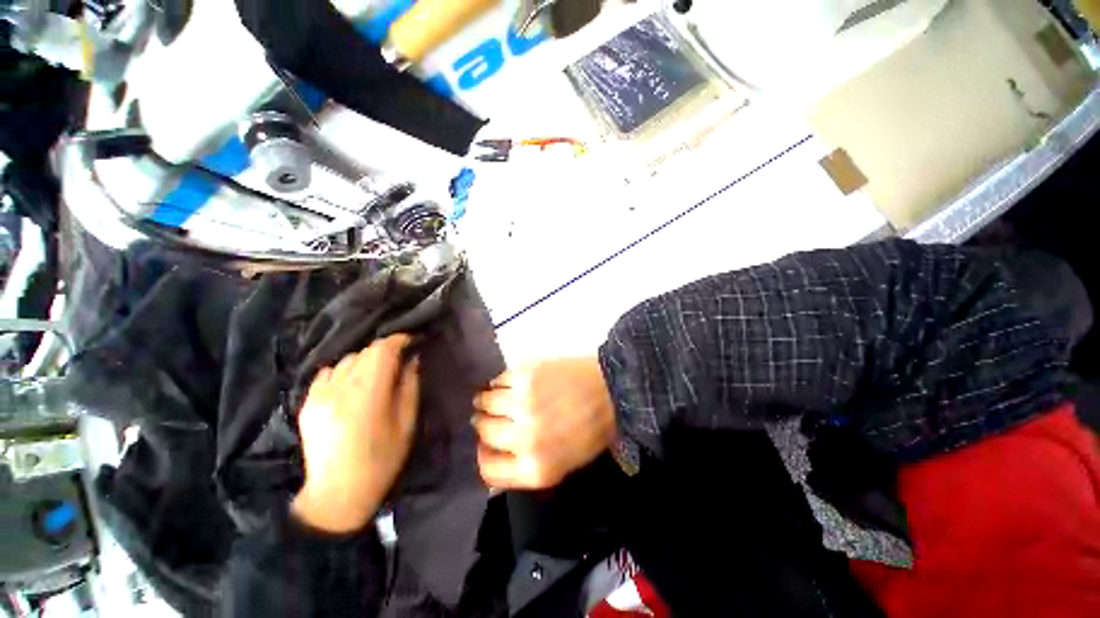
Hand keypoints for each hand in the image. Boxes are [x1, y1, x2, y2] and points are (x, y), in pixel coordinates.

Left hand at [291, 334, 419, 532]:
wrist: (337, 494)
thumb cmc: (382, 460)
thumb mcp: (406, 423)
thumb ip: (409, 386)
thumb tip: (412, 360)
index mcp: (367, 395)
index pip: (382, 350)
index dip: (398, 340)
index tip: (411, 342)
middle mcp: (339, 389)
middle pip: (365, 352)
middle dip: (385, 352)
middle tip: (399, 363)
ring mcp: (319, 395)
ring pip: (346, 360)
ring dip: (365, 362)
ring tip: (375, 377)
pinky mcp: (307, 403)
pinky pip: (328, 373)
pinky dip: (344, 372)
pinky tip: (351, 386)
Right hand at [473, 358, 614, 488]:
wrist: (612, 390)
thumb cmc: (592, 429)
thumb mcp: (564, 463)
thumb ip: (528, 466)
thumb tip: (496, 455)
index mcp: (536, 469)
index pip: (488, 470)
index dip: (484, 456)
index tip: (486, 445)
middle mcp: (524, 439)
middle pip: (484, 432)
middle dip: (485, 424)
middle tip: (491, 415)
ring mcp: (522, 404)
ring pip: (485, 403)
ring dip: (486, 400)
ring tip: (494, 396)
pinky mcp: (525, 376)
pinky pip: (497, 380)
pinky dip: (499, 382)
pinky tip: (508, 383)